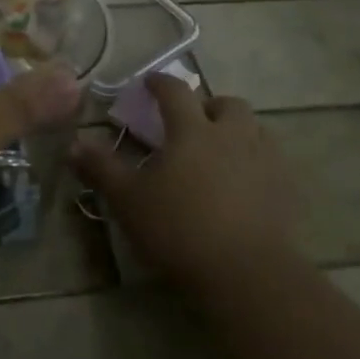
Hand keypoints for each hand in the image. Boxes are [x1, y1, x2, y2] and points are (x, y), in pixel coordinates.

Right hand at [70, 74, 300, 291]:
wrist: (248, 275)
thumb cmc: (180, 229)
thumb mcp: (129, 200)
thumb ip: (101, 168)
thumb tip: (72, 143)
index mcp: (192, 130)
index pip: (175, 91)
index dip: (160, 83)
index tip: (149, 83)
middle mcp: (232, 135)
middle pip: (227, 104)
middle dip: (209, 106)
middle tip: (194, 122)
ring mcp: (265, 161)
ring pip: (256, 129)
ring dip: (238, 131)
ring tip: (222, 151)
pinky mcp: (286, 191)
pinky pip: (274, 162)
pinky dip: (258, 162)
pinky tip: (247, 184)